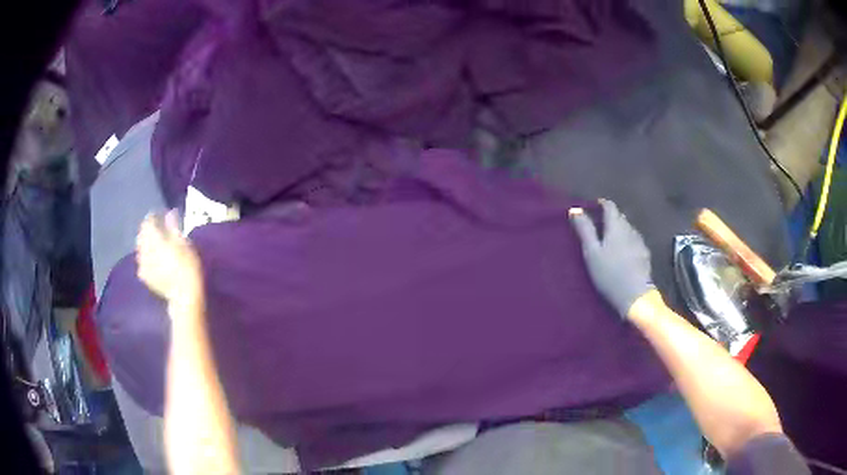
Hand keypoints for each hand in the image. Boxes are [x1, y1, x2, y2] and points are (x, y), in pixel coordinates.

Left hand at [136, 211, 203, 306]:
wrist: (184, 296)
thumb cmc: (188, 267)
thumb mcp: (185, 244)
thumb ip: (174, 228)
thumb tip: (169, 213)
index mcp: (154, 238)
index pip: (149, 221)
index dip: (154, 216)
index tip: (162, 215)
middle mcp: (145, 249)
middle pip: (142, 234)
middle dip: (148, 229)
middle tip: (158, 229)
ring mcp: (142, 264)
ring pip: (139, 247)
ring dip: (145, 243)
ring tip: (154, 244)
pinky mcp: (144, 276)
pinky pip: (141, 261)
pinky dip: (145, 256)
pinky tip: (151, 259)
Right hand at [568, 199, 654, 316]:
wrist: (635, 296)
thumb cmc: (610, 273)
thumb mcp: (592, 253)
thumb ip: (584, 230)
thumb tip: (575, 209)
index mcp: (616, 226)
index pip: (610, 206)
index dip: (601, 204)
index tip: (593, 207)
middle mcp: (630, 229)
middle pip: (620, 217)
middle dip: (610, 218)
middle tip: (598, 226)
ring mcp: (640, 242)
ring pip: (628, 229)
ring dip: (619, 230)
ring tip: (609, 241)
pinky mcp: (645, 255)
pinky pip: (634, 241)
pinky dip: (627, 242)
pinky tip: (623, 254)